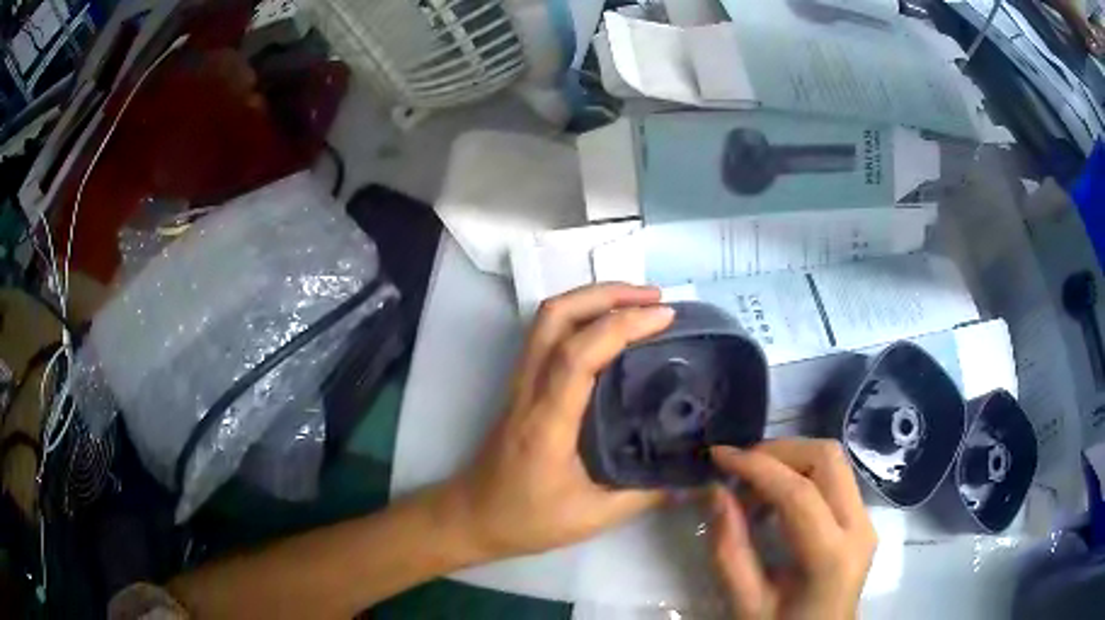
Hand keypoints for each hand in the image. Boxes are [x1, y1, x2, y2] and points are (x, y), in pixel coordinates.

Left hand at [445, 284, 674, 559]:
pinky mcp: (521, 386)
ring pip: (546, 319)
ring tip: (637, 303)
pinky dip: (580, 317)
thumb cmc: (525, 519)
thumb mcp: (590, 517)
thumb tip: (690, 480)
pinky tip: (609, 330)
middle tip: (654, 298)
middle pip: (554, 316)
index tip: (664, 315)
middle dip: (606, 293)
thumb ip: (643, 496)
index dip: (622, 325)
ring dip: (591, 299)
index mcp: (547, 420)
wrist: (471, 516)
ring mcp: (520, 383)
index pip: (578, 353)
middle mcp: (529, 389)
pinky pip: (547, 335)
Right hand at [708, 440, 876, 619]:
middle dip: (778, 452)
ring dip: (789, 460)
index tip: (718, 456)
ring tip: (751, 486)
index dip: (757, 467)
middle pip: (827, 458)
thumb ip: (729, 551)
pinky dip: (800, 473)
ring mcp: (865, 519)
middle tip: (738, 468)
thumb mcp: (747, 603)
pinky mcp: (861, 518)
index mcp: (832, 557)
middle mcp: (860, 527)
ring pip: (832, 461)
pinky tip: (773, 499)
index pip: (799, 492)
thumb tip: (716, 492)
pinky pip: (833, 478)